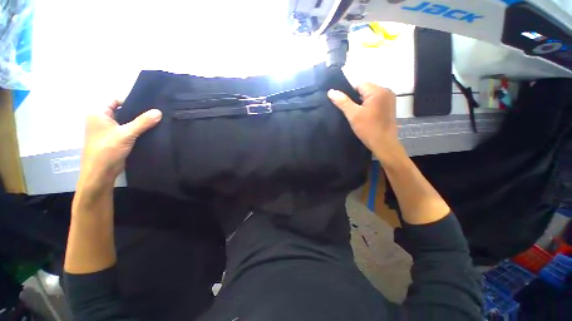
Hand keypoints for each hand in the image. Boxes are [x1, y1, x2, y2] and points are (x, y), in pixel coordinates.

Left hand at [78, 101, 161, 189]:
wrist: (100, 173)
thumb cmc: (107, 150)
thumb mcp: (126, 134)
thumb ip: (143, 122)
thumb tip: (159, 112)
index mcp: (98, 113)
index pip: (116, 100)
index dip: (131, 101)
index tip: (149, 105)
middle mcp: (101, 119)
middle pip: (122, 110)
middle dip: (137, 113)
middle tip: (155, 114)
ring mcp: (108, 130)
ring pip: (126, 121)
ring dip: (138, 123)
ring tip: (155, 122)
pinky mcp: (114, 139)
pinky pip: (127, 130)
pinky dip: (137, 130)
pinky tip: (149, 131)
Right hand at [328, 83, 400, 161]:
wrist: (384, 144)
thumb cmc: (368, 129)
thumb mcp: (353, 115)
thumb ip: (342, 102)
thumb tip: (331, 91)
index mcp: (378, 91)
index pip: (359, 84)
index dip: (349, 93)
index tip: (344, 104)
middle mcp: (386, 91)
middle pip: (365, 89)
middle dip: (355, 98)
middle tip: (349, 111)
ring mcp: (389, 99)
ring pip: (369, 96)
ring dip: (361, 103)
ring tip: (356, 114)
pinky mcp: (389, 107)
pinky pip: (375, 101)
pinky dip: (368, 106)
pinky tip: (364, 116)